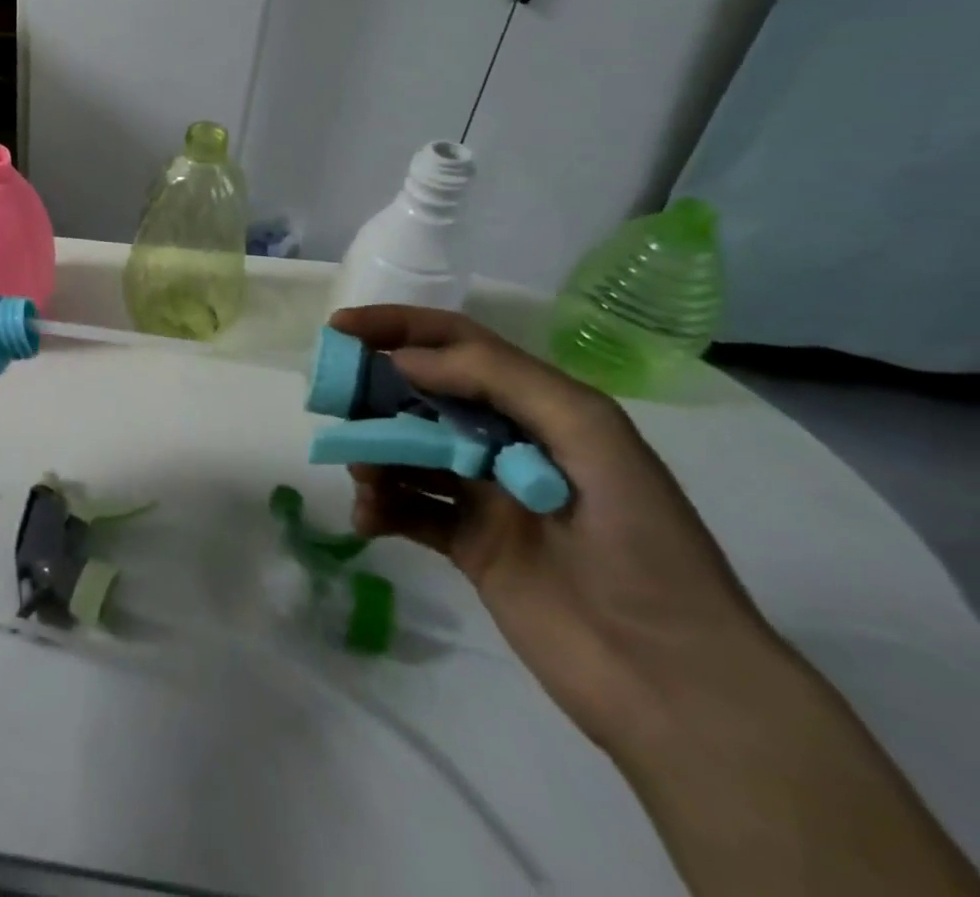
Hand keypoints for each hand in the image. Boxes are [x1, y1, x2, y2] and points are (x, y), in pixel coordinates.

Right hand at [334, 304, 777, 754]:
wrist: (675, 683)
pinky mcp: (468, 545)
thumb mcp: (589, 436)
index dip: (397, 327)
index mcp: (540, 407)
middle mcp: (507, 442)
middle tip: (333, 404)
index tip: (340, 327)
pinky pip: (407, 509)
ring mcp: (485, 495)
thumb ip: (498, 381)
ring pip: (407, 451)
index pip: (456, 343)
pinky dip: (380, 506)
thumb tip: (403, 361)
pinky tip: (369, 520)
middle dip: (374, 391)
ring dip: (374, 454)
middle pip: (422, 395)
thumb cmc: (640, 543)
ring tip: (364, 478)